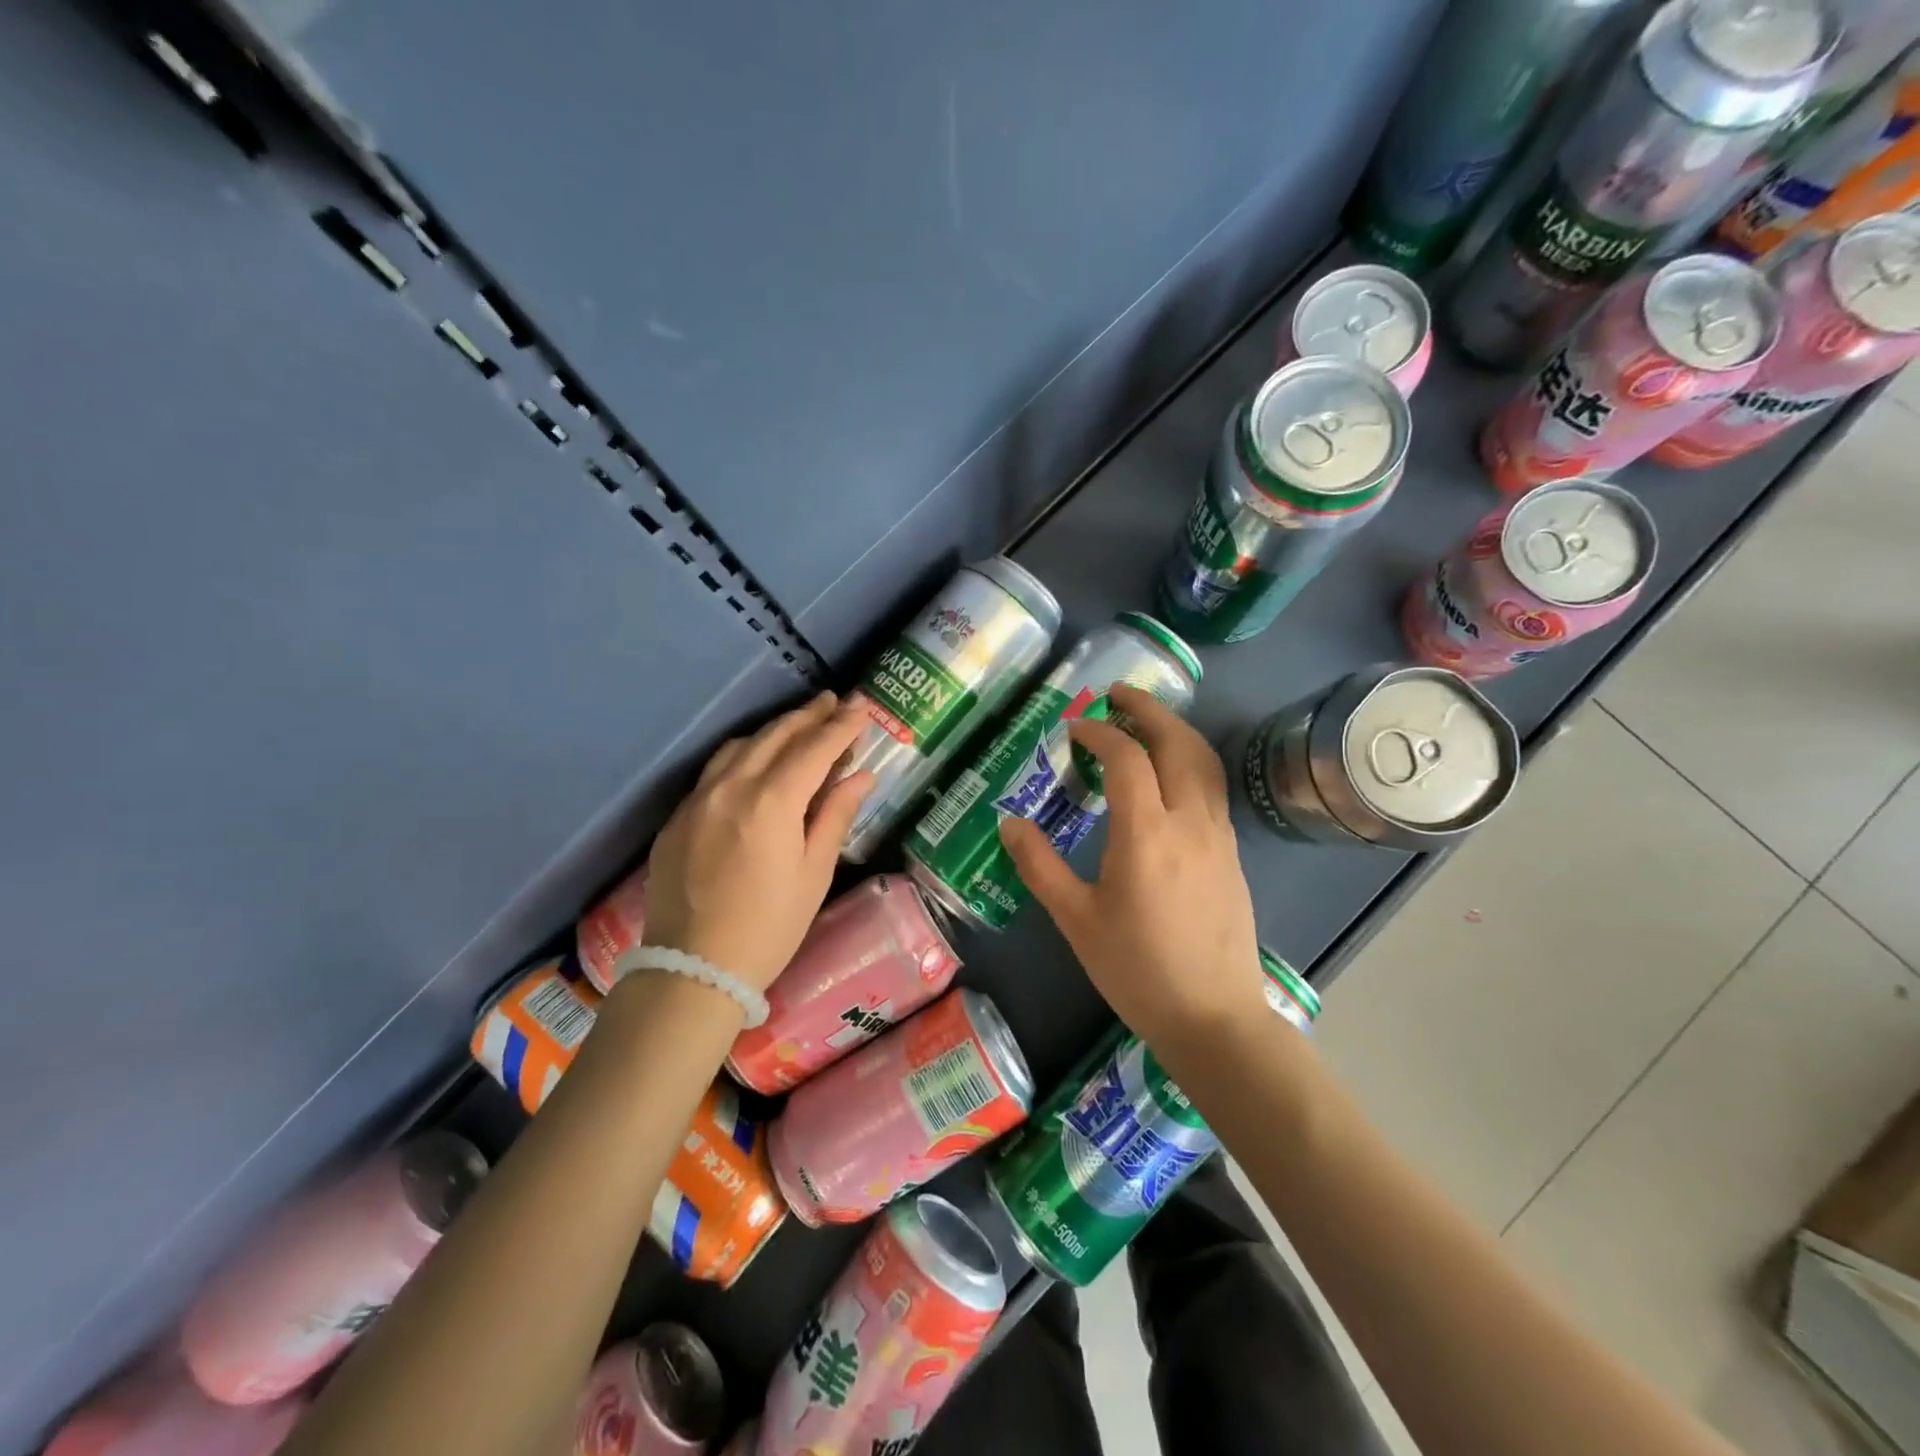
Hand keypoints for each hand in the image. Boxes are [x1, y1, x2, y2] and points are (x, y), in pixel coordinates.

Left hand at [642, 692, 873, 990]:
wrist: (692, 969)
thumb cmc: (769, 926)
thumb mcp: (814, 873)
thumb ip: (835, 815)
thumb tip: (860, 776)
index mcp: (771, 802)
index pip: (814, 748)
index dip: (842, 726)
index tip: (862, 707)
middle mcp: (731, 787)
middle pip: (775, 736)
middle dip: (809, 716)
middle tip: (835, 702)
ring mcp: (697, 799)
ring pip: (740, 746)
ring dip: (775, 730)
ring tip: (800, 725)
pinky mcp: (677, 817)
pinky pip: (714, 770)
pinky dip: (744, 754)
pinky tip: (757, 761)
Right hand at [998, 683, 1266, 1049]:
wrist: (1213, 1017)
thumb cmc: (1137, 970)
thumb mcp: (1076, 919)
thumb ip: (1040, 865)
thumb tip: (1009, 822)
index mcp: (1147, 834)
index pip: (1127, 757)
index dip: (1099, 733)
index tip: (1073, 729)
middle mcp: (1190, 821)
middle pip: (1177, 742)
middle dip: (1147, 709)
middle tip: (1116, 694)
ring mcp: (1218, 834)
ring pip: (1203, 760)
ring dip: (1174, 730)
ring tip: (1144, 720)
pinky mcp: (1231, 851)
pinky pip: (1212, 785)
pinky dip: (1189, 759)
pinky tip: (1168, 773)